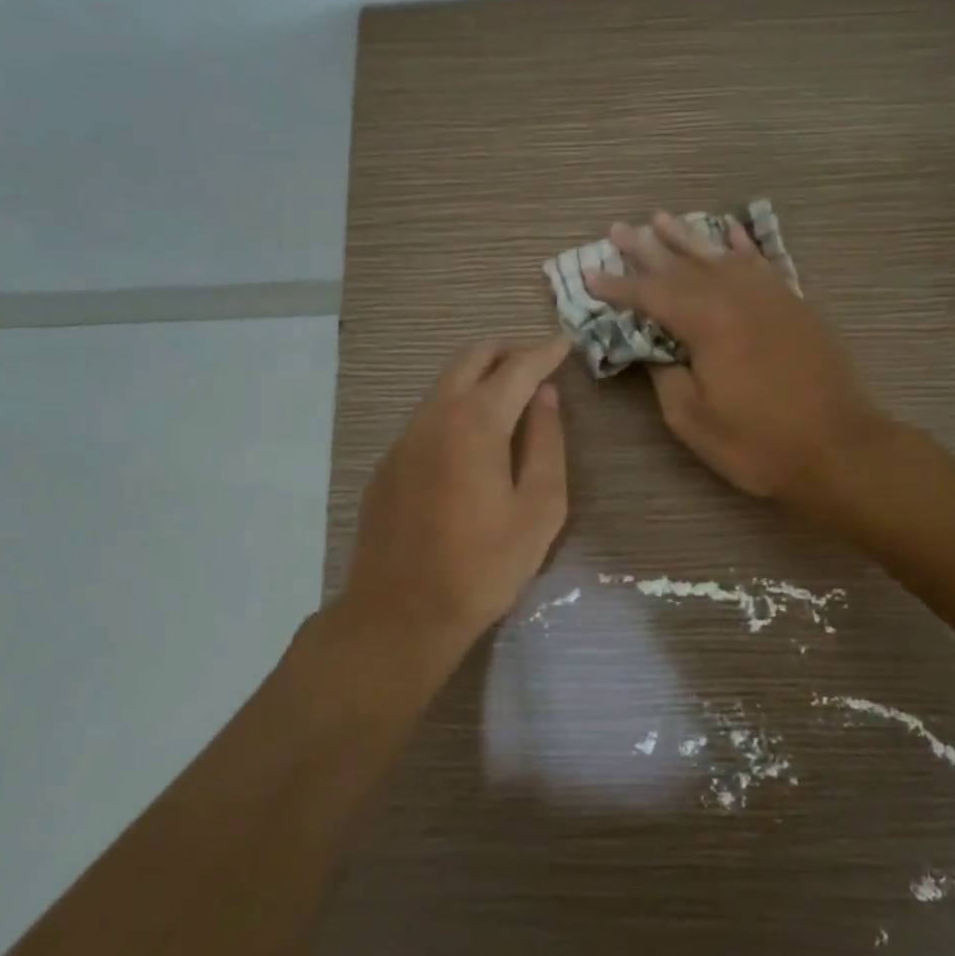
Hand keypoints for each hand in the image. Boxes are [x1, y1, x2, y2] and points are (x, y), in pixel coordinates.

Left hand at [343, 337, 570, 646]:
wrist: (399, 613)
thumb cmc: (482, 566)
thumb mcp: (538, 510)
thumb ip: (546, 444)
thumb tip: (546, 397)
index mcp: (476, 422)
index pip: (517, 369)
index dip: (545, 352)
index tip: (566, 342)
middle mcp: (435, 416)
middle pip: (471, 359)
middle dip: (507, 351)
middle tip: (537, 361)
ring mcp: (405, 438)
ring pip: (444, 385)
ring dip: (479, 377)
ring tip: (510, 396)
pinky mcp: (389, 463)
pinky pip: (428, 416)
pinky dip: (456, 407)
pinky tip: (472, 441)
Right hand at [585, 213, 886, 505]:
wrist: (839, 448)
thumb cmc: (758, 442)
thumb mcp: (693, 419)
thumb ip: (665, 375)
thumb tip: (654, 348)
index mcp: (706, 323)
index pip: (650, 296)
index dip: (617, 286)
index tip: (590, 274)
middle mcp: (736, 297)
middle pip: (682, 265)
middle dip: (646, 249)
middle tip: (619, 230)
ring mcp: (770, 296)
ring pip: (720, 256)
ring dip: (688, 237)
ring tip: (662, 218)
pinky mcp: (795, 304)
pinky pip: (762, 263)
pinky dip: (743, 246)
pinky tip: (730, 233)